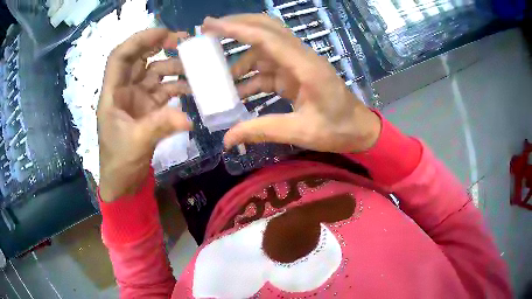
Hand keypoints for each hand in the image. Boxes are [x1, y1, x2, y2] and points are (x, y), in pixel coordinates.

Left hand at [98, 28, 191, 202]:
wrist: (124, 184)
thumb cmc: (119, 163)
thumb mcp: (136, 143)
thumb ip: (160, 126)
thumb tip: (188, 119)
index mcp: (112, 94)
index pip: (120, 56)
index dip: (139, 40)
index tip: (163, 34)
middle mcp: (124, 91)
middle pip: (140, 59)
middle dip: (160, 46)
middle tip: (184, 42)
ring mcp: (137, 99)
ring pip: (155, 73)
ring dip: (174, 68)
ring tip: (196, 68)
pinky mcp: (149, 109)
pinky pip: (164, 90)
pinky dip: (178, 87)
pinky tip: (192, 89)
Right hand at [202, 14, 380, 152]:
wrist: (359, 130)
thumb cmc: (337, 129)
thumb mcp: (301, 132)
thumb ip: (262, 131)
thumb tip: (227, 140)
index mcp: (306, 67)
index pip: (267, 38)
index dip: (237, 29)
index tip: (211, 25)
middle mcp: (301, 58)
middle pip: (267, 29)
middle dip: (238, 25)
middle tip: (209, 29)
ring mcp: (298, 64)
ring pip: (265, 48)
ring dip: (241, 58)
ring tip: (218, 73)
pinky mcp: (296, 74)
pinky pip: (269, 68)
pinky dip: (251, 76)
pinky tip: (238, 90)